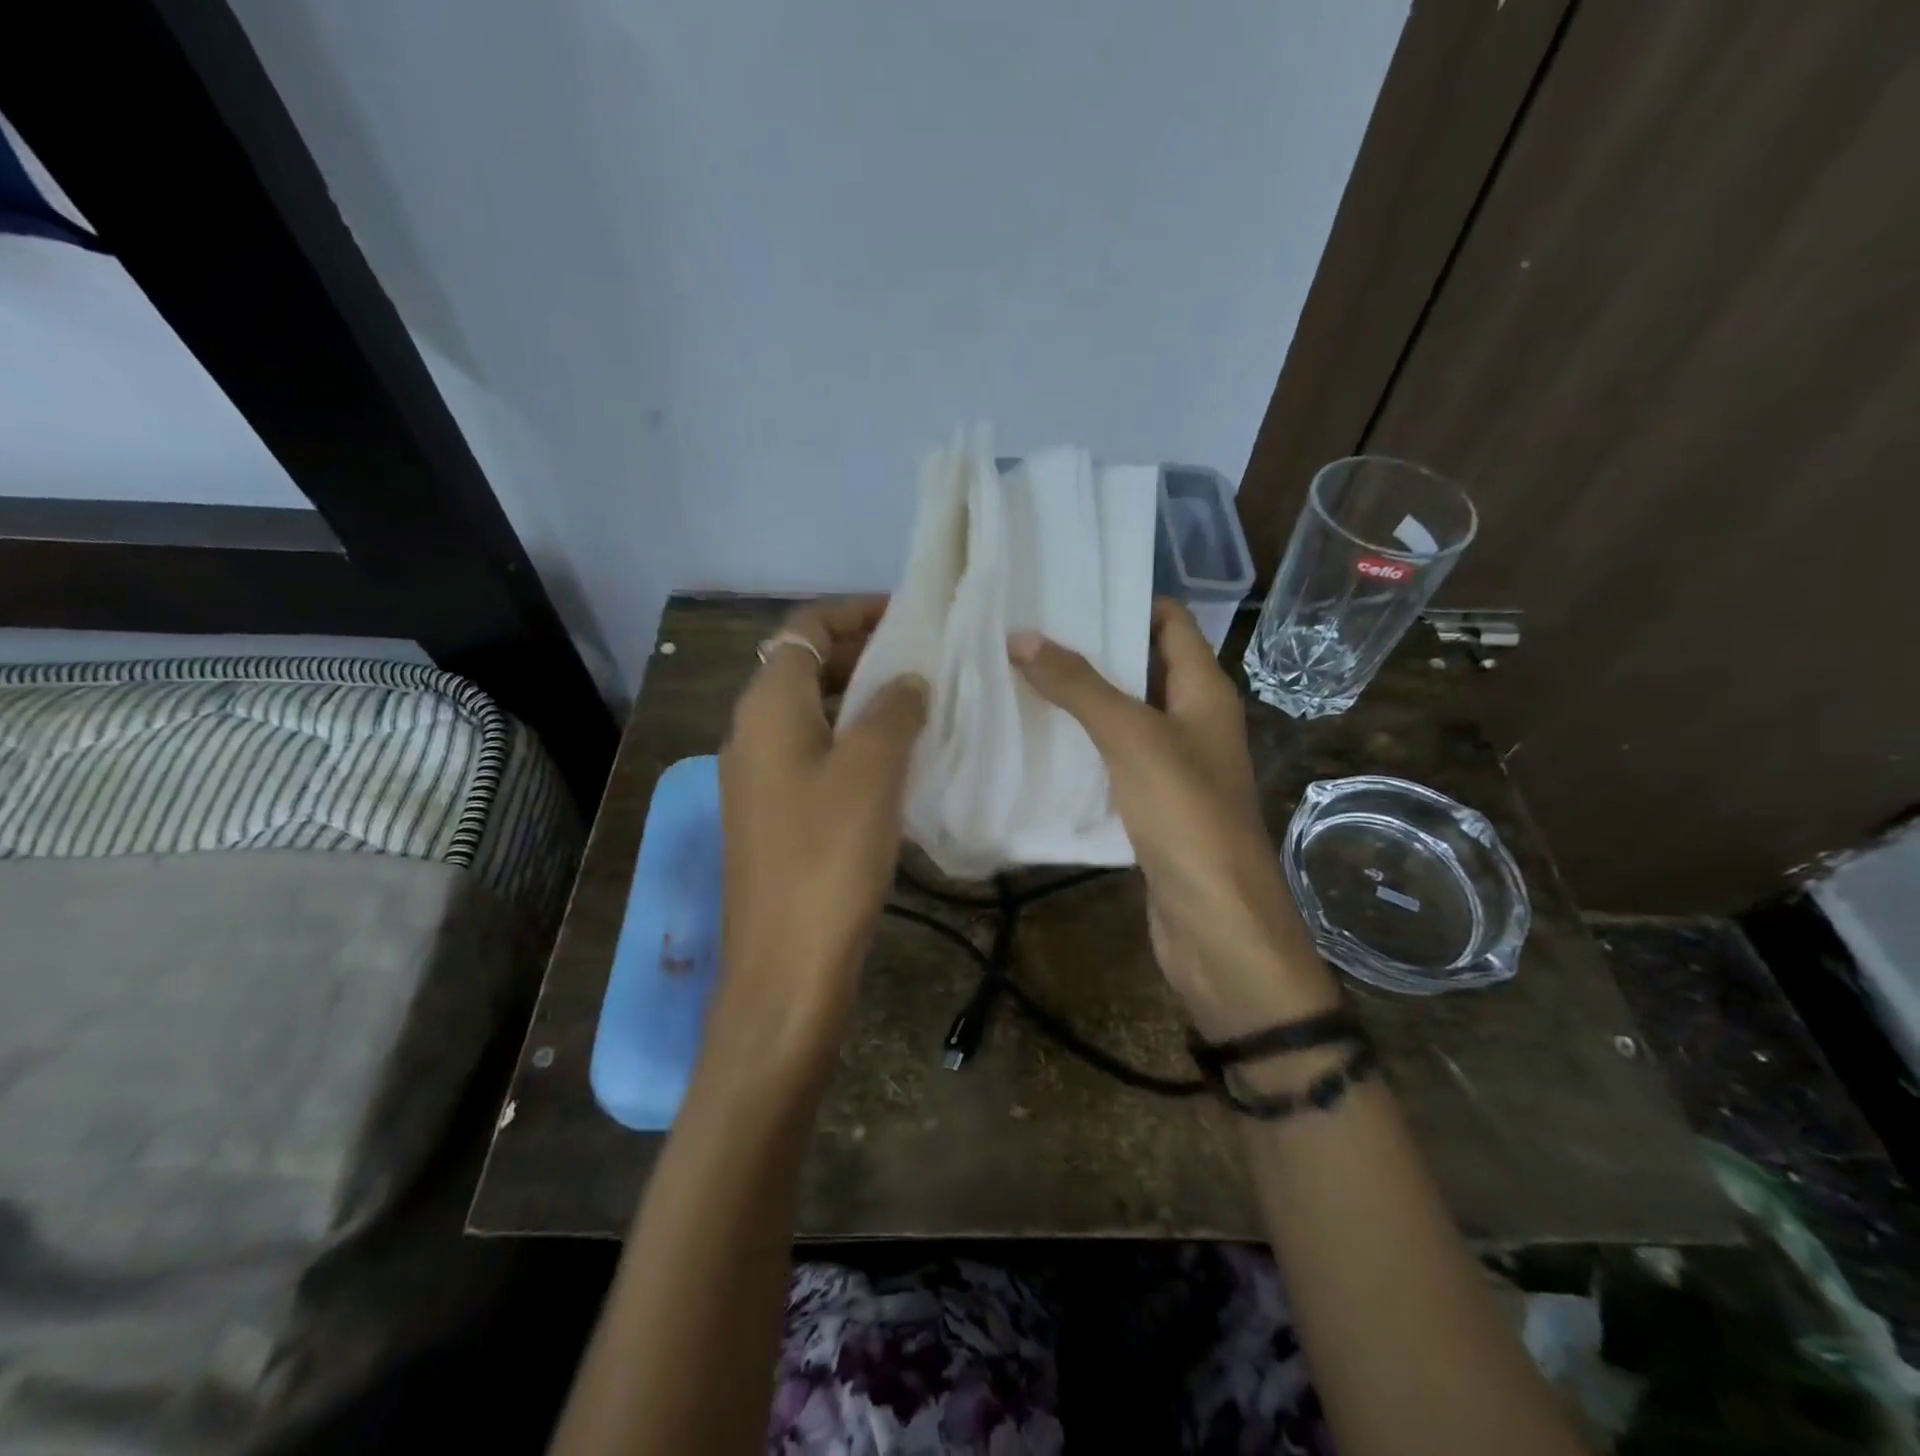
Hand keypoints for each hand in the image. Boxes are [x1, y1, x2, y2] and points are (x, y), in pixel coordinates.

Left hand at [714, 598, 927, 1070]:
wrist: (786, 965)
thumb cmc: (829, 855)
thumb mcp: (872, 769)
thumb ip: (893, 709)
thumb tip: (907, 681)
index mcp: (767, 707)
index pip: (805, 628)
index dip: (855, 612)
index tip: (909, 617)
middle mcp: (752, 732)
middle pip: (804, 666)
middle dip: (862, 654)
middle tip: (923, 661)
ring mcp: (757, 777)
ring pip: (811, 713)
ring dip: (859, 701)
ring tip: (918, 705)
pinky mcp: (771, 816)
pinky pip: (813, 755)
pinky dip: (851, 742)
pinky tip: (895, 763)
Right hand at [1009, 599, 1337, 1038]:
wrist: (1215, 925)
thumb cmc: (1186, 816)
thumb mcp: (1132, 738)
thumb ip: (1080, 686)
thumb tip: (1021, 636)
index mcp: (1204, 692)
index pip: (1170, 622)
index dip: (1126, 598)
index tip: (1066, 588)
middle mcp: (1193, 721)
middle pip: (1142, 665)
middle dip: (1090, 647)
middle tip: (1024, 630)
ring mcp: (1173, 766)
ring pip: (1123, 715)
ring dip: (1080, 698)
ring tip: (1017, 675)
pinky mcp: (1151, 805)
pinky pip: (1113, 759)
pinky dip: (1081, 745)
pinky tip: (1036, 740)